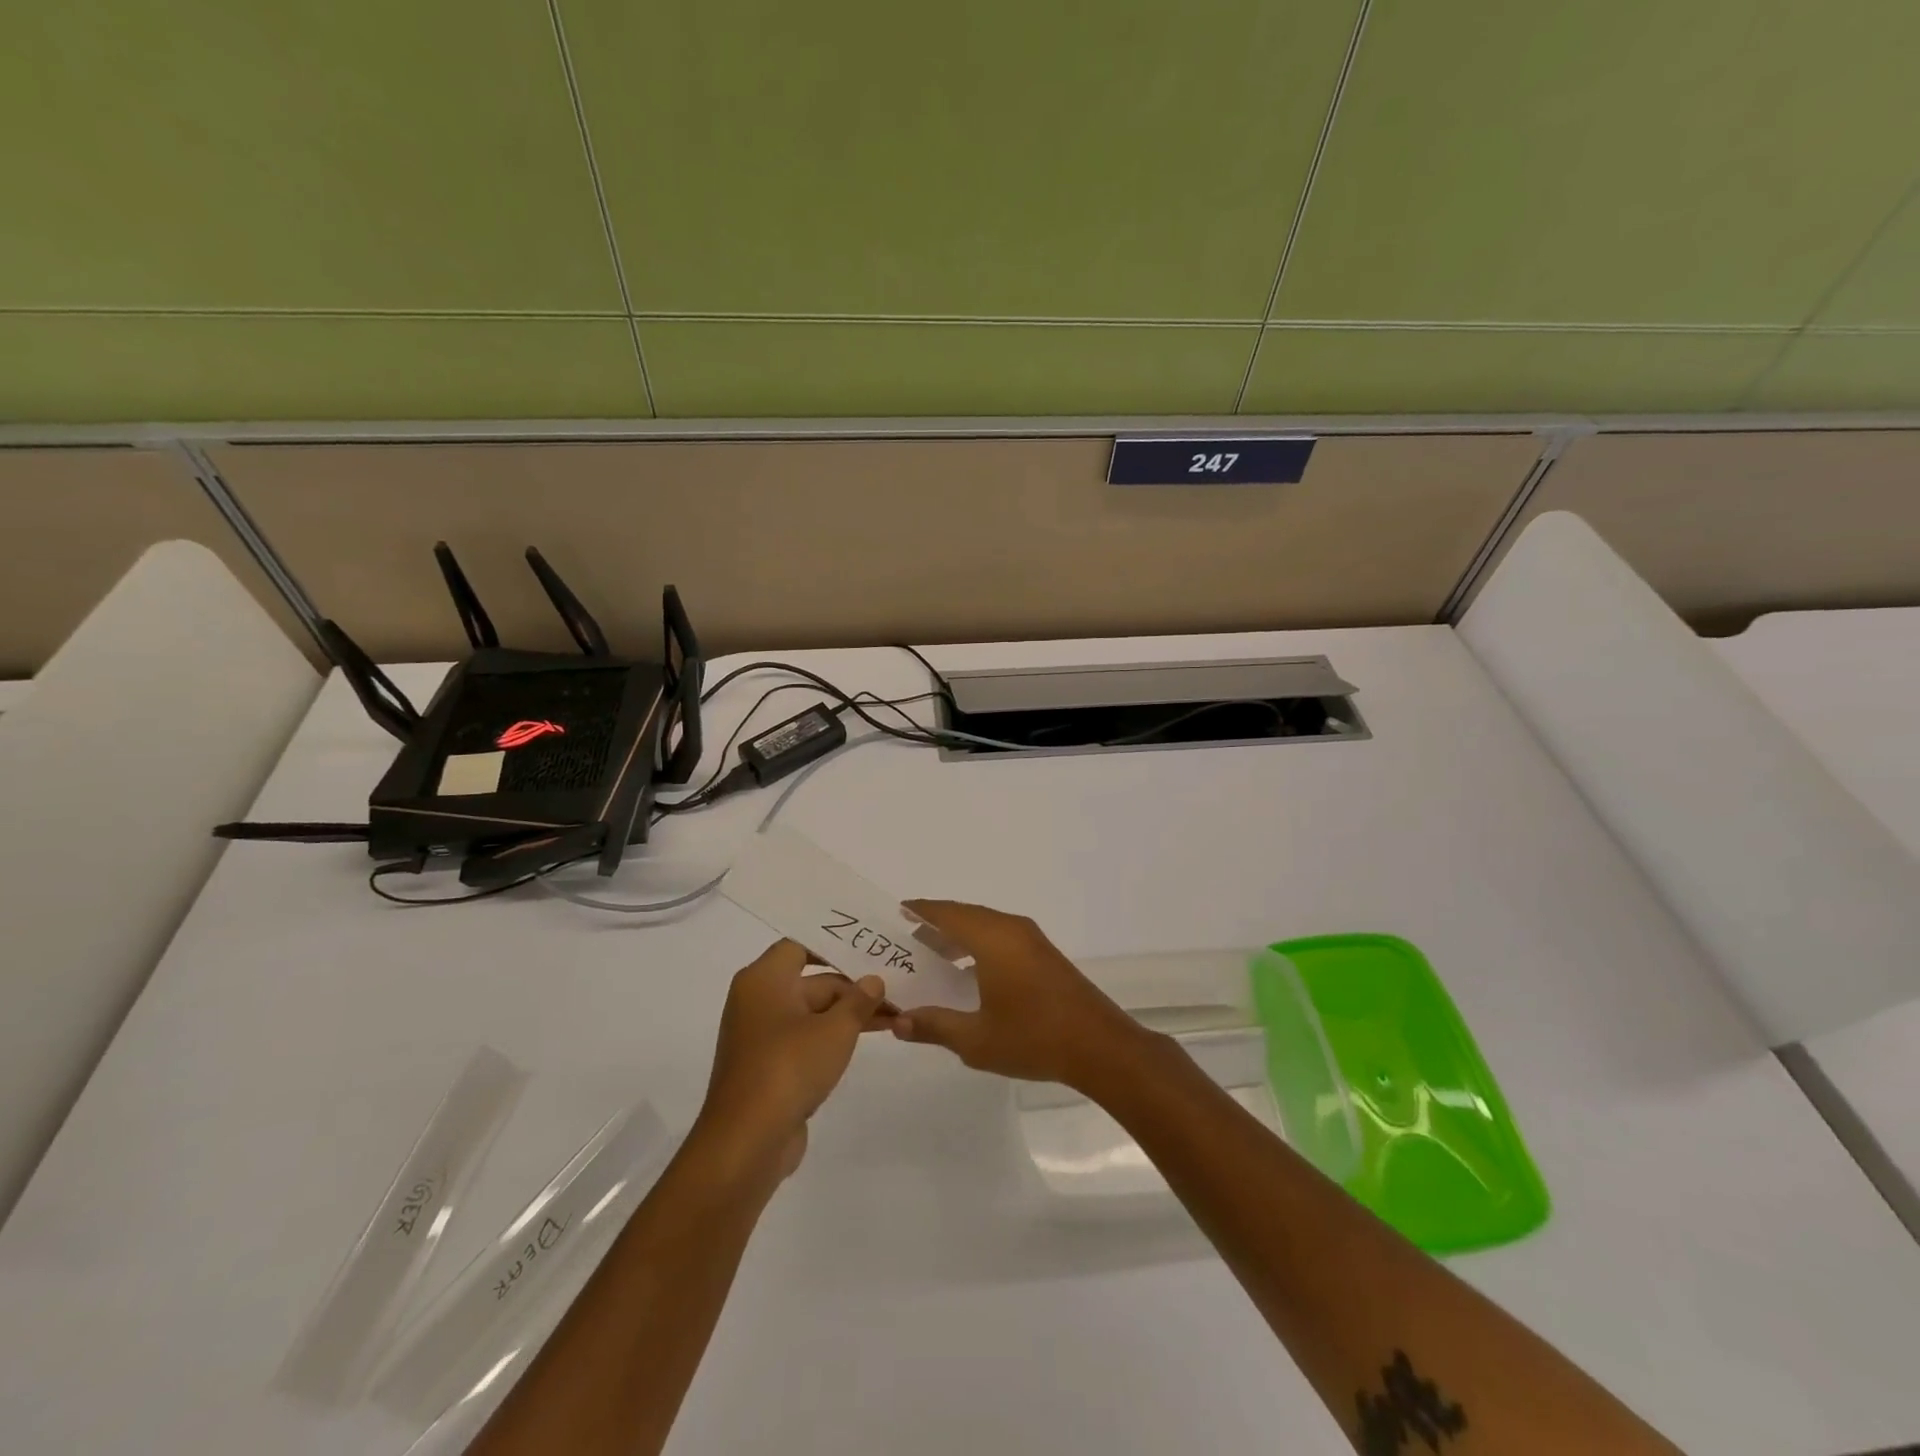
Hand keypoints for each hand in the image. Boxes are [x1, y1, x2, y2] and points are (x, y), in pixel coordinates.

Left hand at [695, 940, 890, 1179]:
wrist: (747, 1141)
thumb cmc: (789, 1067)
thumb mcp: (836, 1029)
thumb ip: (858, 1000)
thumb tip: (873, 981)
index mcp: (764, 980)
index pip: (800, 945)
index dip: (834, 946)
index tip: (868, 950)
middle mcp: (757, 1000)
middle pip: (810, 981)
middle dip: (851, 987)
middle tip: (895, 990)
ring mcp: (760, 1036)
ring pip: (810, 1012)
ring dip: (846, 1014)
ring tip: (892, 1016)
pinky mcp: (767, 1066)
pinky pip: (803, 1039)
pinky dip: (831, 1038)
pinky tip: (864, 1042)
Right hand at [890, 900, 1155, 1090]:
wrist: (1100, 1046)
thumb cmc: (1033, 1038)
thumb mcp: (975, 1040)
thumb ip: (934, 1026)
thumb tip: (897, 1021)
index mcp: (993, 939)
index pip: (948, 914)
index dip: (921, 911)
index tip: (897, 911)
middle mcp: (1012, 929)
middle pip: (966, 915)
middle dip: (937, 925)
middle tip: (907, 941)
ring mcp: (1032, 940)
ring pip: (986, 925)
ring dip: (959, 935)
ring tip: (933, 957)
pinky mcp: (1044, 955)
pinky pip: (1002, 936)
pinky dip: (979, 944)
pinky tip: (970, 972)